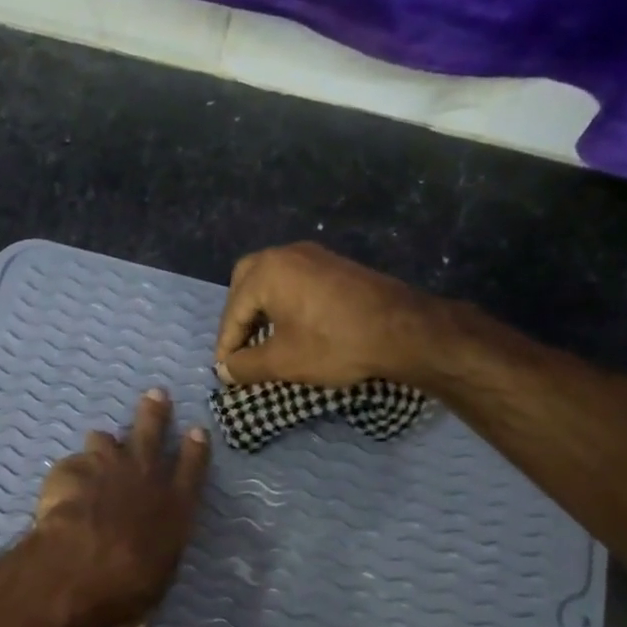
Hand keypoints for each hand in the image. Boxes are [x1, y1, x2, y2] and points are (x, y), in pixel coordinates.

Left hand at [32, 388, 209, 626]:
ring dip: (105, 441)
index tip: (198, 430)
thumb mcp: (147, 598)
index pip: (192, 469)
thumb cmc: (128, 587)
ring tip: (101, 442)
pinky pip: (72, 463)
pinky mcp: (72, 470)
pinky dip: (69, 472)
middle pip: (153, 433)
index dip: (196, 449)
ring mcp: (108, 468)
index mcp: (175, 507)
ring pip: (108, 439)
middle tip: (155, 394)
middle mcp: (146, 478)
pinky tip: (62, 484)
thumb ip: (141, 605)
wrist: (83, 566)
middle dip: (155, 412)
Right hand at [215, 242, 449, 389]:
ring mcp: (313, 256)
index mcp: (267, 272)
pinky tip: (290, 328)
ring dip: (260, 310)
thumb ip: (245, 366)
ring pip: (271, 280)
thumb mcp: (282, 362)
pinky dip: (282, 303)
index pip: (233, 312)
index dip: (226, 346)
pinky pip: (294, 281)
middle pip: (246, 283)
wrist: (402, 331)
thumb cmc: (334, 344)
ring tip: (262, 342)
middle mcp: (286, 254)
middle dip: (238, 317)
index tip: (225, 372)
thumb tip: (224, 371)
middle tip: (240, 347)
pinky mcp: (334, 266)